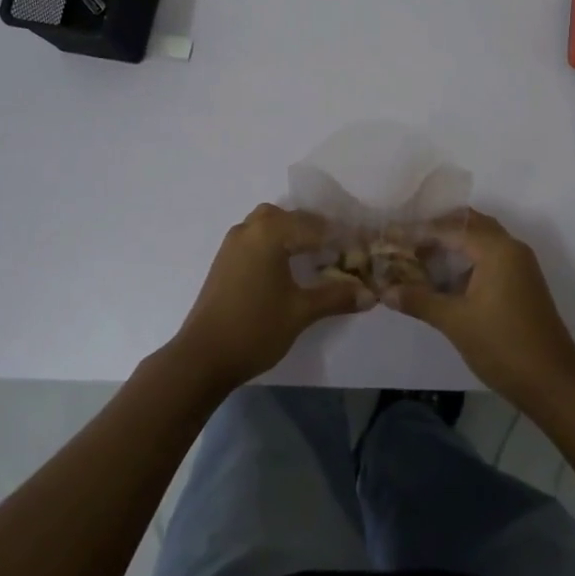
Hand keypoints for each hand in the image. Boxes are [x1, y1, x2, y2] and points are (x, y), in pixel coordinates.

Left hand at [170, 205, 374, 391]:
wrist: (202, 357)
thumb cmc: (255, 328)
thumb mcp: (301, 312)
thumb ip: (337, 297)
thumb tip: (372, 294)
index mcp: (270, 232)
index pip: (316, 226)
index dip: (341, 238)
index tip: (362, 251)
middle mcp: (250, 228)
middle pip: (291, 218)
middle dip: (316, 231)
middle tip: (338, 253)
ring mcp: (233, 243)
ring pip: (270, 225)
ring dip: (293, 235)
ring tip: (314, 258)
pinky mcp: (225, 260)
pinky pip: (257, 238)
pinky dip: (276, 244)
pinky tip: (288, 268)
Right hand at [383, 209, 574, 405]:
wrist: (554, 383)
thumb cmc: (503, 345)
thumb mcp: (455, 322)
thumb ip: (419, 300)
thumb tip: (385, 290)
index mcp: (497, 249)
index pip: (451, 227)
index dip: (419, 230)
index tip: (391, 235)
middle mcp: (511, 248)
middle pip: (469, 224)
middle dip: (437, 229)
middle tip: (405, 240)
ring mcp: (519, 266)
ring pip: (481, 241)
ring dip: (452, 244)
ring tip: (418, 256)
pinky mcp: (521, 283)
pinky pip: (489, 258)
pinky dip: (466, 260)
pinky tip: (444, 278)